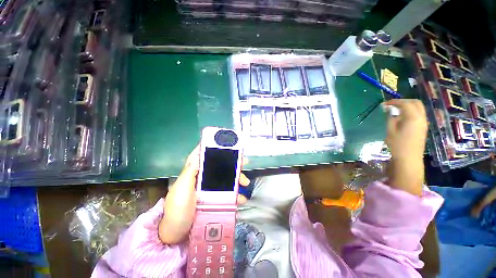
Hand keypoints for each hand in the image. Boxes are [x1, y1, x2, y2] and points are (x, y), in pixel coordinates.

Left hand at [158, 146, 249, 244]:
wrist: (176, 235)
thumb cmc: (178, 210)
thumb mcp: (181, 189)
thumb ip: (190, 172)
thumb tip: (199, 153)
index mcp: (193, 173)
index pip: (204, 156)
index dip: (215, 149)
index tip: (228, 146)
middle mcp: (202, 179)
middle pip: (219, 167)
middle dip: (232, 164)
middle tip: (244, 163)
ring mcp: (209, 190)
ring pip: (226, 179)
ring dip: (237, 179)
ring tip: (245, 183)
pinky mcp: (214, 200)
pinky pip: (227, 194)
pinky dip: (235, 194)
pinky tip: (241, 198)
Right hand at [384, 99, 427, 195]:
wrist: (409, 158)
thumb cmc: (397, 145)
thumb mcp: (390, 130)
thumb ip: (391, 118)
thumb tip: (390, 110)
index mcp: (413, 117)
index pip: (405, 103)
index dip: (394, 102)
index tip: (384, 104)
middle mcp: (421, 117)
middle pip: (415, 103)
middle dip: (403, 101)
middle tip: (392, 105)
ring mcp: (424, 122)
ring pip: (418, 108)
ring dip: (407, 106)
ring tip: (396, 110)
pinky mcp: (423, 127)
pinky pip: (419, 114)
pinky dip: (410, 111)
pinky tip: (402, 117)